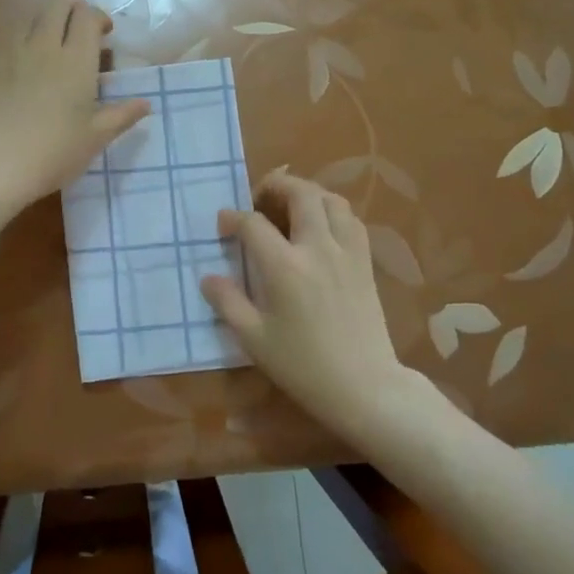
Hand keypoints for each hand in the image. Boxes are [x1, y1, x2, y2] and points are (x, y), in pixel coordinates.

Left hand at [0, 0, 148, 221]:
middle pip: (57, 5)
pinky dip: (27, 38)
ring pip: (32, 17)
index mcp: (76, 59)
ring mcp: (13, 53)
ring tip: (57, 47)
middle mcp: (44, 46)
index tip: (106, 35)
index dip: (98, 18)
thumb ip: (121, 115)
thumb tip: (145, 103)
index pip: (87, 16)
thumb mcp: (95, 138)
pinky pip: (13, 37)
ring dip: (48, 21)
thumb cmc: (53, 153)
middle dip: (73, 10)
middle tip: (83, 33)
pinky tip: (31, 65)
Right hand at [199, 171, 408, 431]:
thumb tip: (208, 277)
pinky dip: (333, 211)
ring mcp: (347, 253)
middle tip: (259, 198)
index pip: (254, 224)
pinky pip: (351, 220)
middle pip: (300, 194)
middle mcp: (317, 249)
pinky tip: (322, 226)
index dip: (233, 218)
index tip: (223, 224)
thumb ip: (227, 302)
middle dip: (276, 186)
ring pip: (332, 200)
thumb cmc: (303, 366)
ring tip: (291, 205)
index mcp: (285, 267)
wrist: (363, 387)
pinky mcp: (365, 263)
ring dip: (308, 193)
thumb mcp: (254, 340)